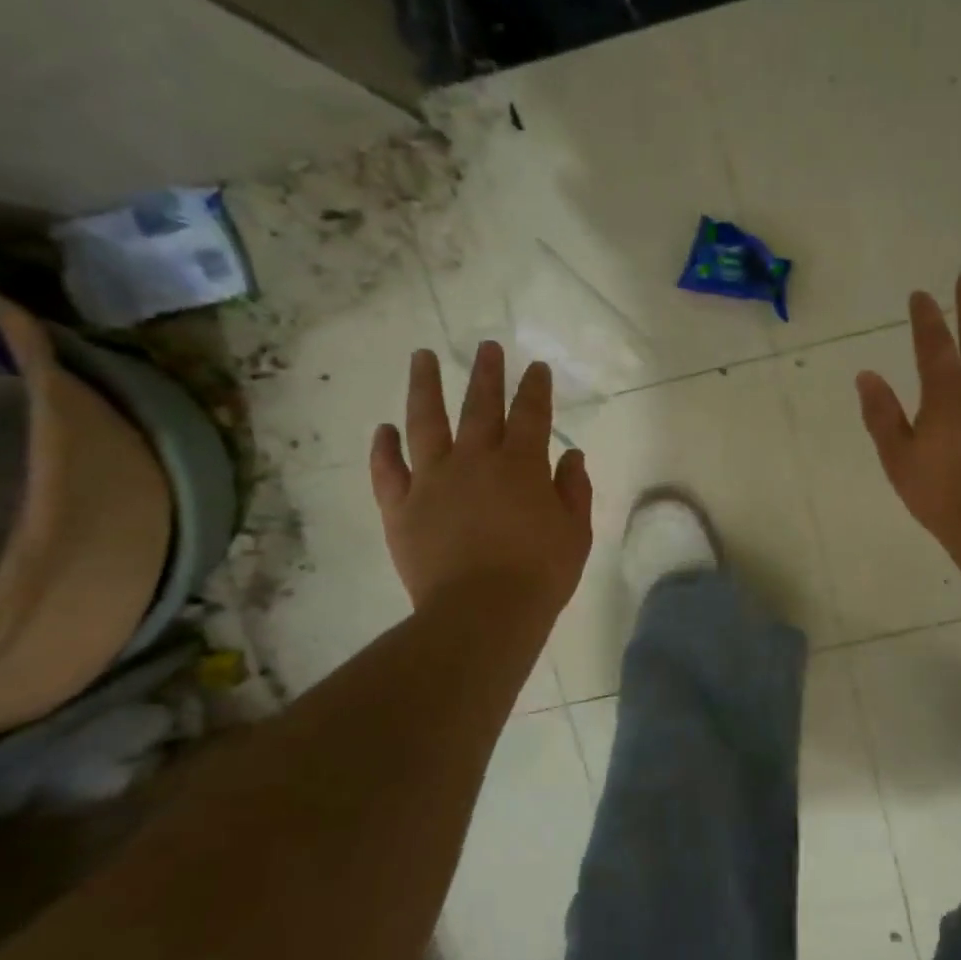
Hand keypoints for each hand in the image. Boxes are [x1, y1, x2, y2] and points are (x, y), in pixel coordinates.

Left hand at [371, 344, 592, 613]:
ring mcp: (432, 481)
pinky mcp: (401, 508)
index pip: (531, 414)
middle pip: (479, 406)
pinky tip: (384, 429)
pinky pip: (388, 471)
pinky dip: (384, 448)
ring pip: (425, 422)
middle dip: (485, 373)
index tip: (535, 367)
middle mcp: (474, 460)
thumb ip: (574, 489)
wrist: (482, 613)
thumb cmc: (540, 574)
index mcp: (521, 465)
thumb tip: (570, 454)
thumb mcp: (576, 532)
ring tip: (422, 357)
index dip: (535, 388)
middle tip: (486, 346)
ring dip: (425, 386)